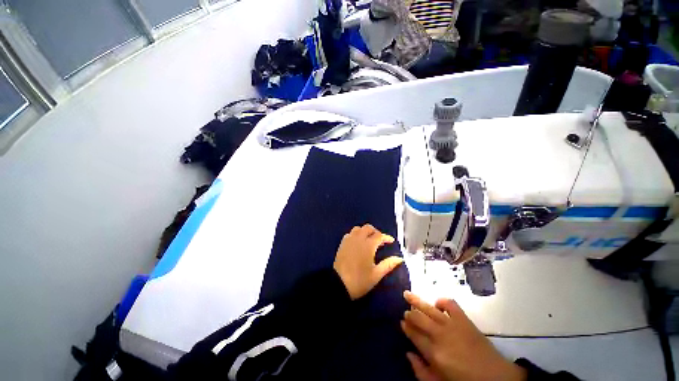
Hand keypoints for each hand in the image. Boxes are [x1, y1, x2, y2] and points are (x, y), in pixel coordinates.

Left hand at [333, 224, 403, 299]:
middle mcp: (358, 239)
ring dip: (365, 231)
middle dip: (375, 232)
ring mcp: (349, 240)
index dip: (386, 237)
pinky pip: (350, 233)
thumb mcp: (376, 274)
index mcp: (368, 245)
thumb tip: (399, 258)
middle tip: (380, 240)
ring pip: (358, 229)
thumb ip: (388, 264)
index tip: (391, 241)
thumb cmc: (360, 280)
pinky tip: (358, 242)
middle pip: (368, 228)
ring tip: (369, 240)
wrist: (339, 284)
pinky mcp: (342, 243)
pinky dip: (356, 234)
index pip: (379, 235)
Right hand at [401, 291, 526, 380]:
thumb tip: (408, 353)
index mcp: (433, 353)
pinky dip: (442, 301)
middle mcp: (439, 335)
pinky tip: (437, 304)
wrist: (496, 378)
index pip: (413, 334)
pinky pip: (450, 304)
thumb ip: (420, 371)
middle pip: (418, 318)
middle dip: (409, 314)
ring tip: (407, 294)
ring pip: (429, 308)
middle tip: (406, 313)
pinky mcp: (464, 319)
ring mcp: (452, 325)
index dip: (405, 327)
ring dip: (416, 300)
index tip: (402, 323)